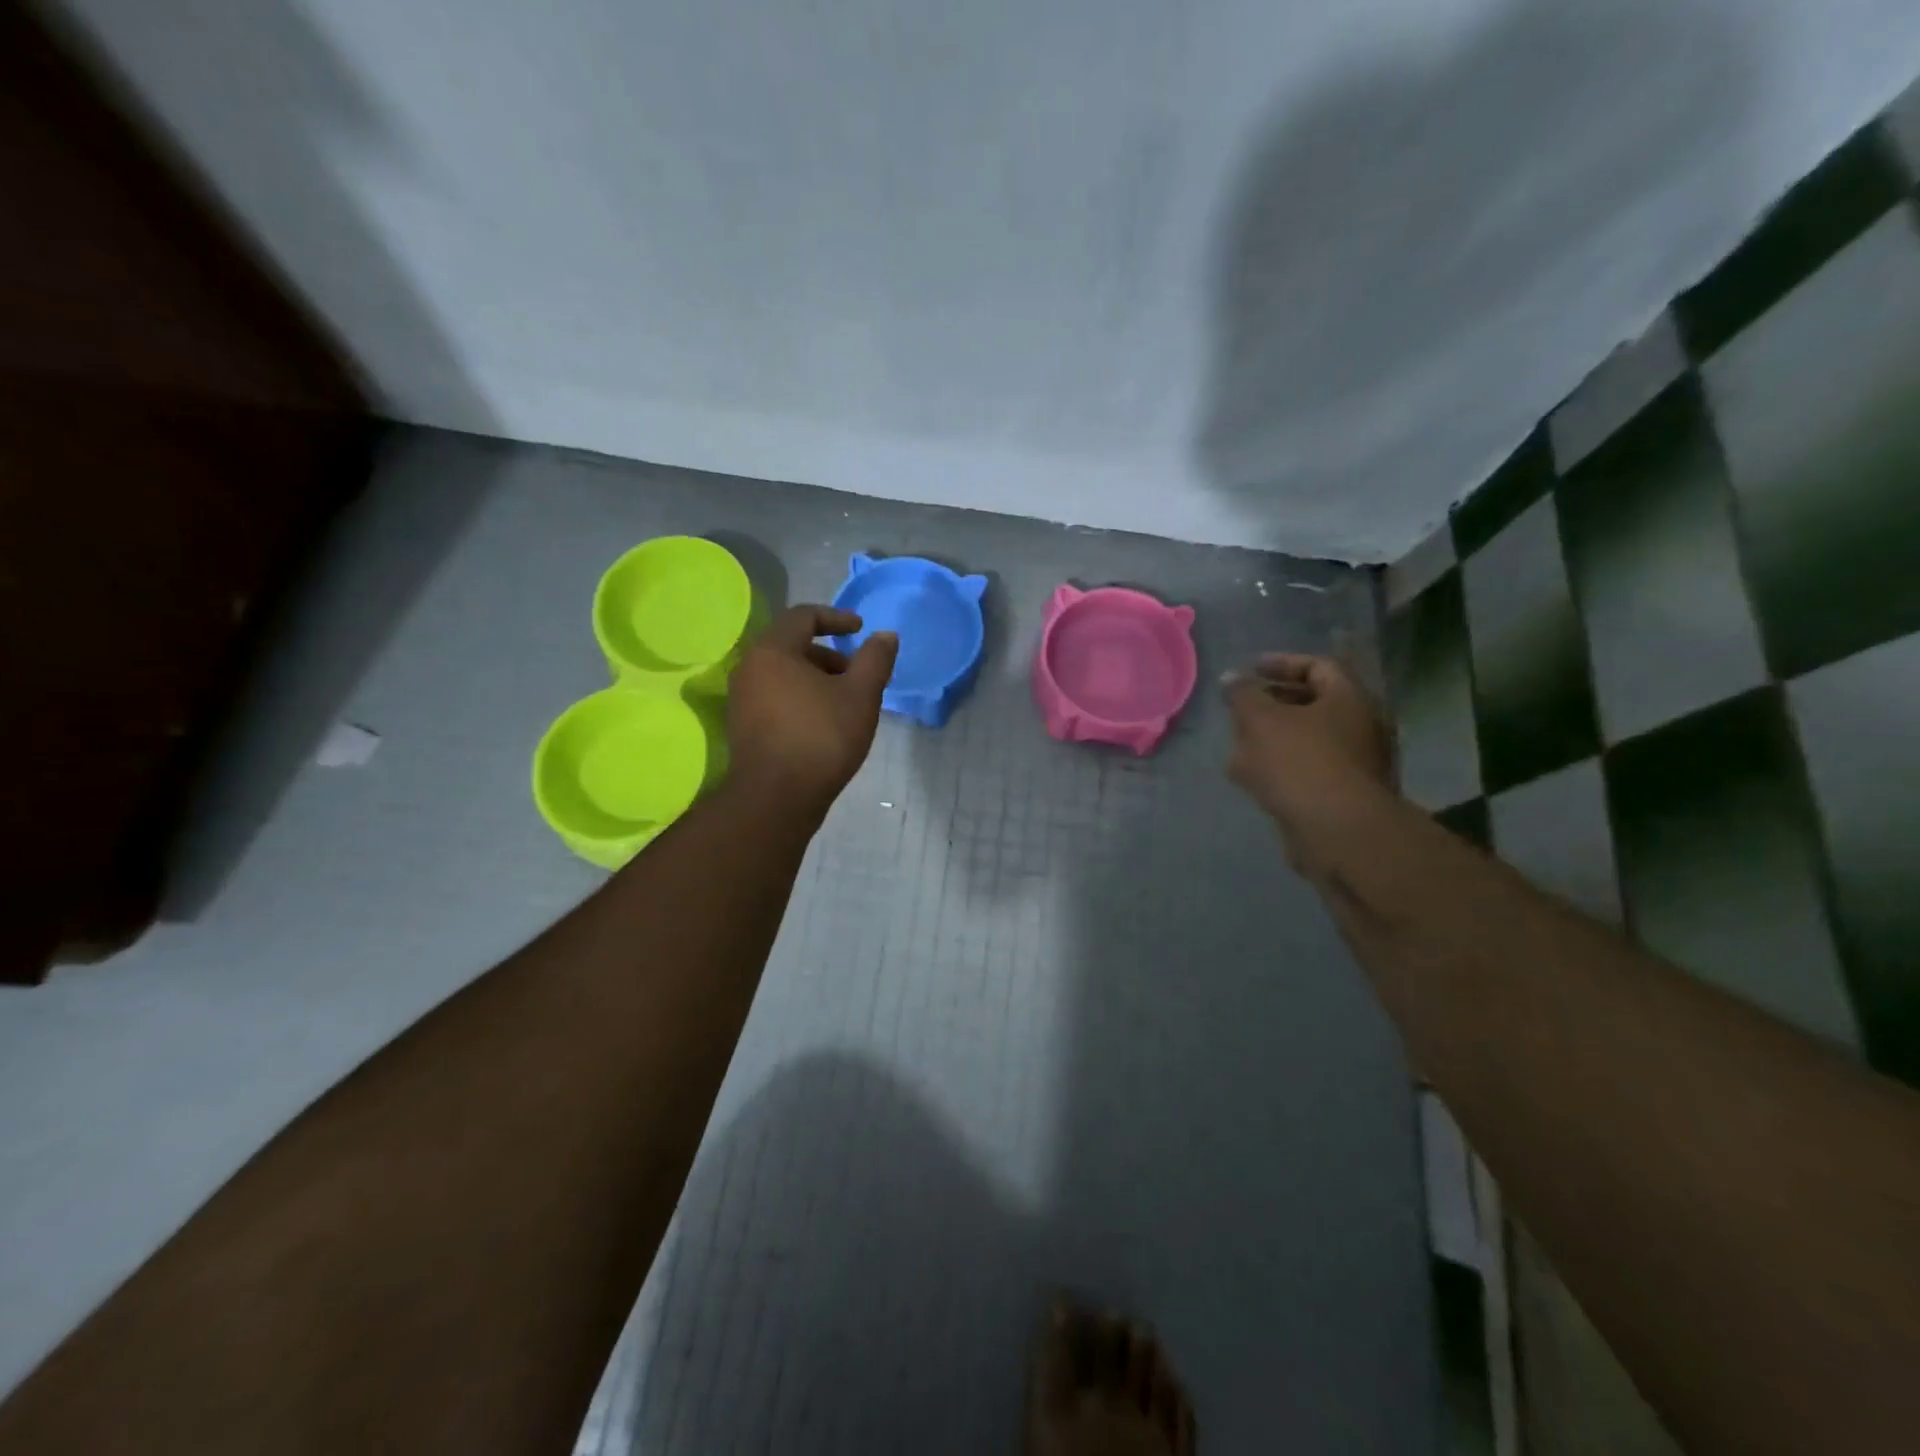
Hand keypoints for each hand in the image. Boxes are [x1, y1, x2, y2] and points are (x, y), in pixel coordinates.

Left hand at [726, 606, 897, 821]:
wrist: (777, 798)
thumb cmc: (822, 738)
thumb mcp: (861, 695)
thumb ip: (875, 660)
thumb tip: (885, 635)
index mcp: (773, 650)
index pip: (803, 616)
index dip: (836, 618)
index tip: (860, 630)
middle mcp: (750, 668)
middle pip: (792, 645)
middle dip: (828, 654)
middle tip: (857, 673)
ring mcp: (742, 698)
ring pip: (783, 673)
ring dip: (815, 678)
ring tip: (844, 702)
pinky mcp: (743, 725)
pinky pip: (774, 696)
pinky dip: (800, 697)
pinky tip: (823, 722)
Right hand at [1224, 654, 1394, 866]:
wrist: (1337, 833)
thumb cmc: (1300, 763)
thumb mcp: (1261, 720)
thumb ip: (1242, 695)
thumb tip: (1231, 679)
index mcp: (1349, 699)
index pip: (1317, 666)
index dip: (1281, 663)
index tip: (1249, 671)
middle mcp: (1360, 727)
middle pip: (1311, 705)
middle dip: (1270, 706)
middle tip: (1238, 710)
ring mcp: (1354, 764)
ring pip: (1305, 741)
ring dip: (1269, 740)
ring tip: (1235, 747)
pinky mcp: (1341, 797)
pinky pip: (1305, 771)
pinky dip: (1278, 769)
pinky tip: (1248, 780)